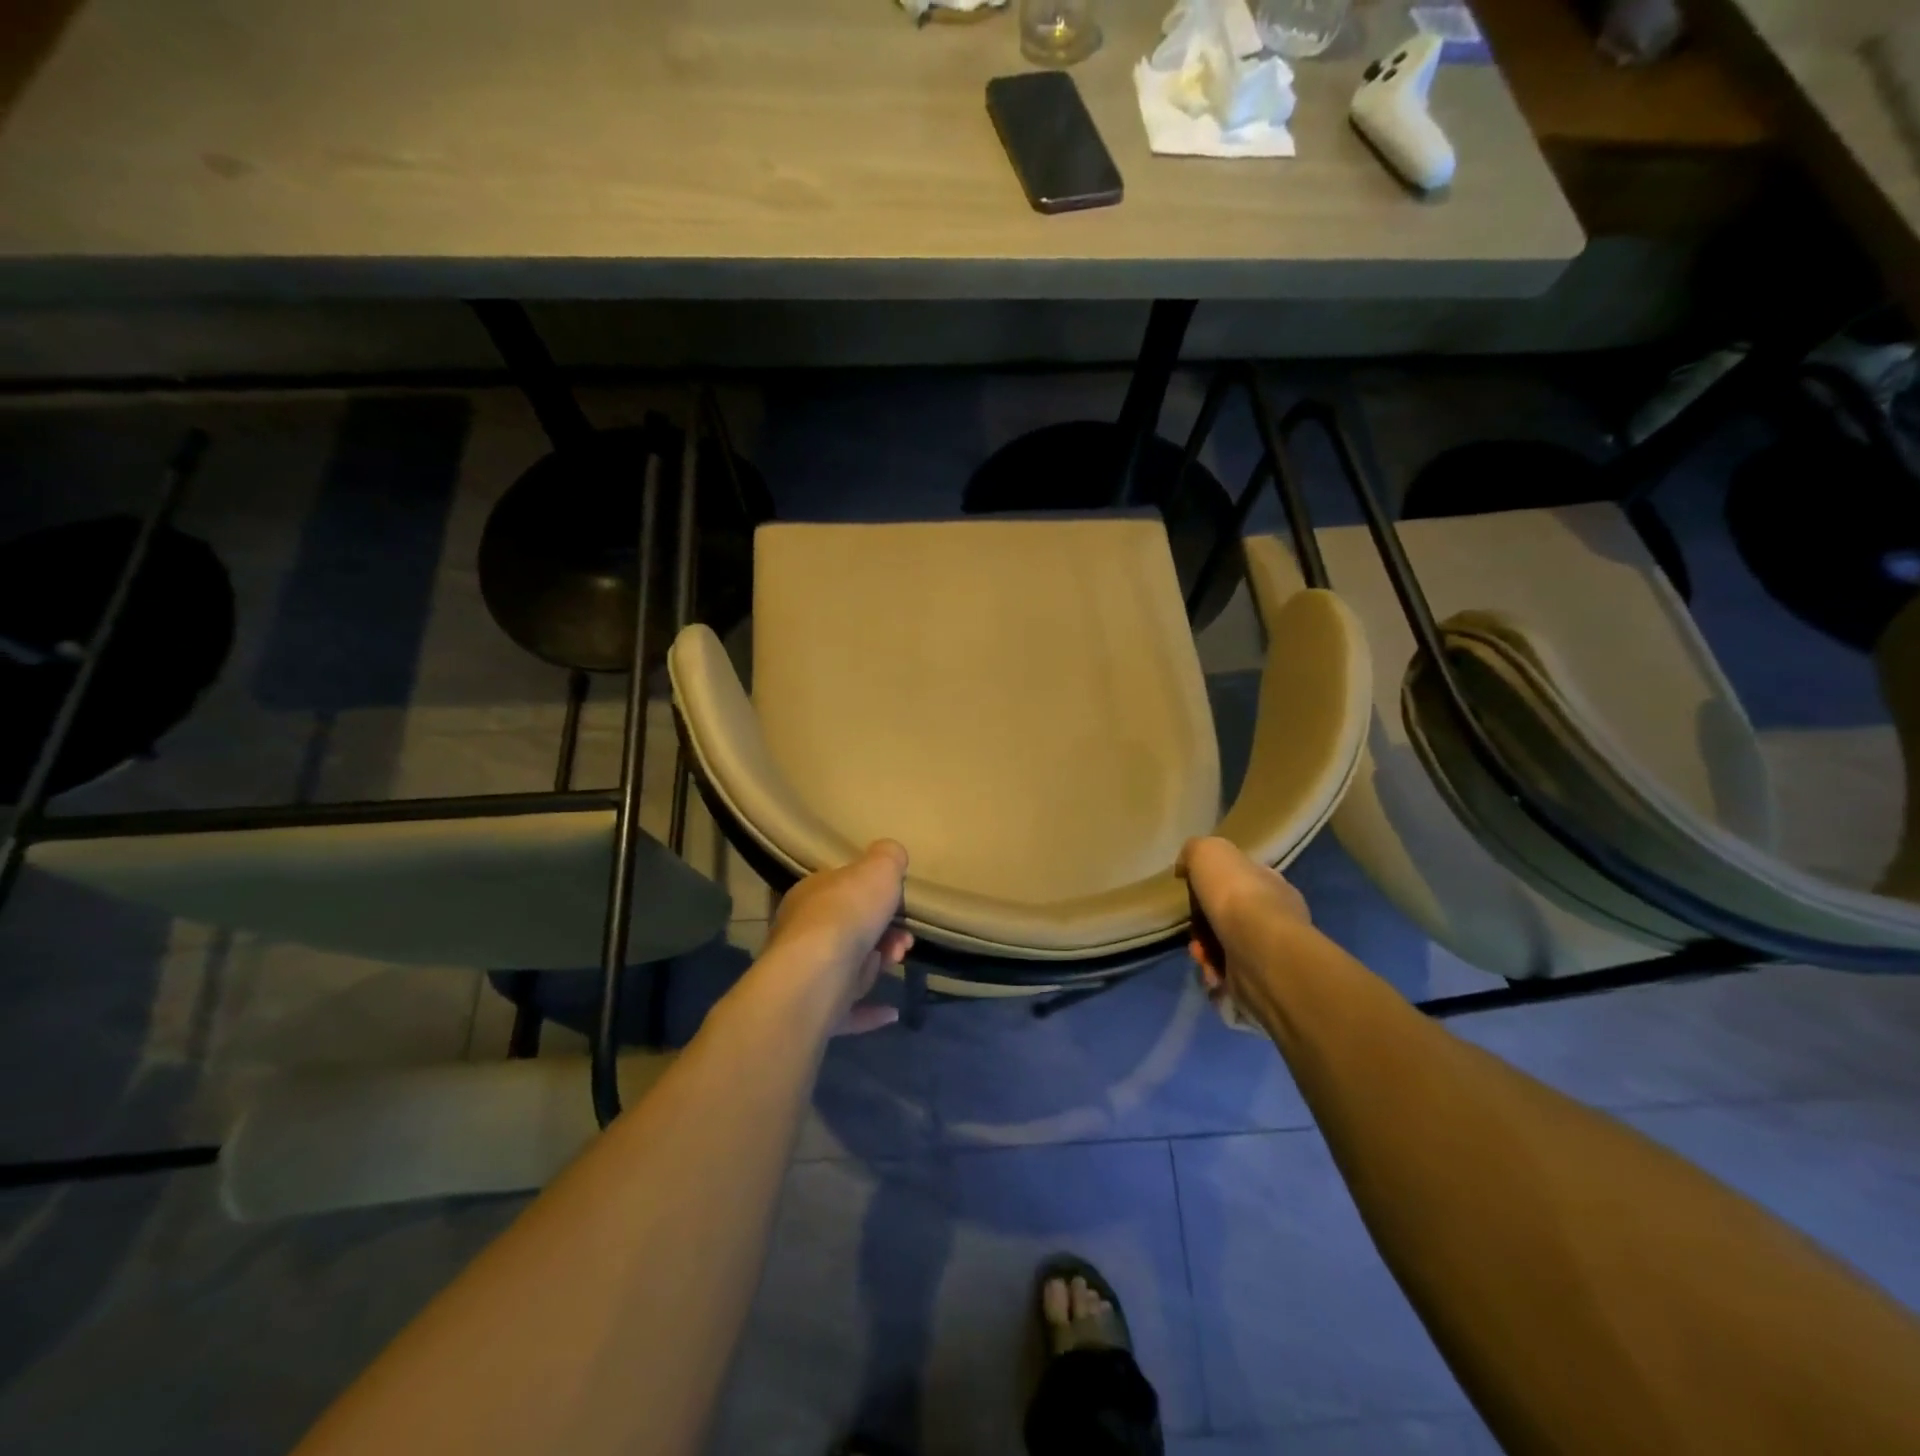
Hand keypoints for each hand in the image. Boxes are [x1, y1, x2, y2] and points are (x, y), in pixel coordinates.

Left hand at [762, 840, 913, 1034]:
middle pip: (850, 931)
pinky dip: (869, 1012)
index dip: (875, 897)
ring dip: (877, 966)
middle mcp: (801, 933)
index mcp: (811, 896)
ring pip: (848, 968)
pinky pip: (846, 1011)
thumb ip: (887, 857)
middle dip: (884, 935)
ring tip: (896, 962)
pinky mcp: (813, 1013)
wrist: (816, 977)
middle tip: (904, 940)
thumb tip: (890, 855)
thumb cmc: (847, 915)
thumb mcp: (878, 869)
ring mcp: (806, 976)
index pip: (842, 890)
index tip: (899, 905)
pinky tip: (891, 1012)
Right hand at [1176, 836, 1310, 1021]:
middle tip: (1192, 928)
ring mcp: (1269, 952)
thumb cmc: (1236, 895)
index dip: (1212, 885)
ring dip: (1204, 951)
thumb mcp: (1208, 852)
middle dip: (1202, 924)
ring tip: (1199, 953)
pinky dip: (1212, 974)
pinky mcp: (1261, 983)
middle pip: (1227, 916)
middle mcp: (1275, 916)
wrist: (1258, 952)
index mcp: (1271, 884)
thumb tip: (1186, 867)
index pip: (1241, 880)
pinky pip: (1227, 978)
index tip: (1192, 891)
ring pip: (1223, 948)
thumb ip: (1195, 852)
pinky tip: (1210, 971)